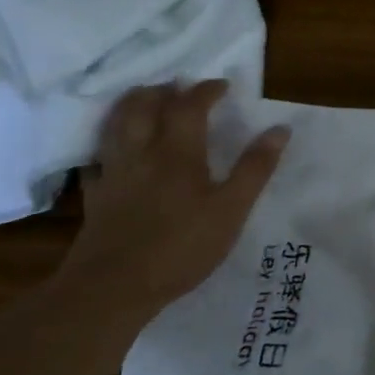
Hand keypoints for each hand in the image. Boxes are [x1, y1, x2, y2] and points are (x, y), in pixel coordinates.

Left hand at [64, 81, 289, 314]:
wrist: (112, 289)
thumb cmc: (181, 246)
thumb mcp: (232, 209)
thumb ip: (255, 168)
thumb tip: (280, 129)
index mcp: (178, 153)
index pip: (189, 106)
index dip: (206, 90)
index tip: (222, 86)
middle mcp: (141, 154)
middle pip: (142, 107)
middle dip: (161, 91)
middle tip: (178, 88)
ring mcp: (113, 175)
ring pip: (115, 127)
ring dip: (131, 107)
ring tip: (145, 103)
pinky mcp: (94, 198)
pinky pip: (96, 160)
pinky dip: (107, 147)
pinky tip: (114, 155)